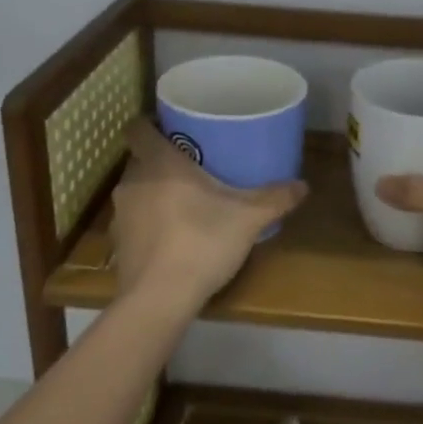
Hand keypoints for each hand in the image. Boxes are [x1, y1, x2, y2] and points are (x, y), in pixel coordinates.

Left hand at [111, 120, 308, 311]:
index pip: (138, 128)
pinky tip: (174, 235)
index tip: (173, 127)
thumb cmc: (201, 242)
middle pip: (141, 159)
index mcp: (159, 163)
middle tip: (194, 164)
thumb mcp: (248, 218)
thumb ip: (275, 198)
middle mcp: (133, 181)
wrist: (159, 299)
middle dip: (163, 160)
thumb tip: (303, 185)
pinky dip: (151, 222)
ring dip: (156, 191)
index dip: (151, 124)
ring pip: (138, 190)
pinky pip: (136, 220)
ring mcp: (121, 214)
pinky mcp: (119, 244)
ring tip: (187, 199)